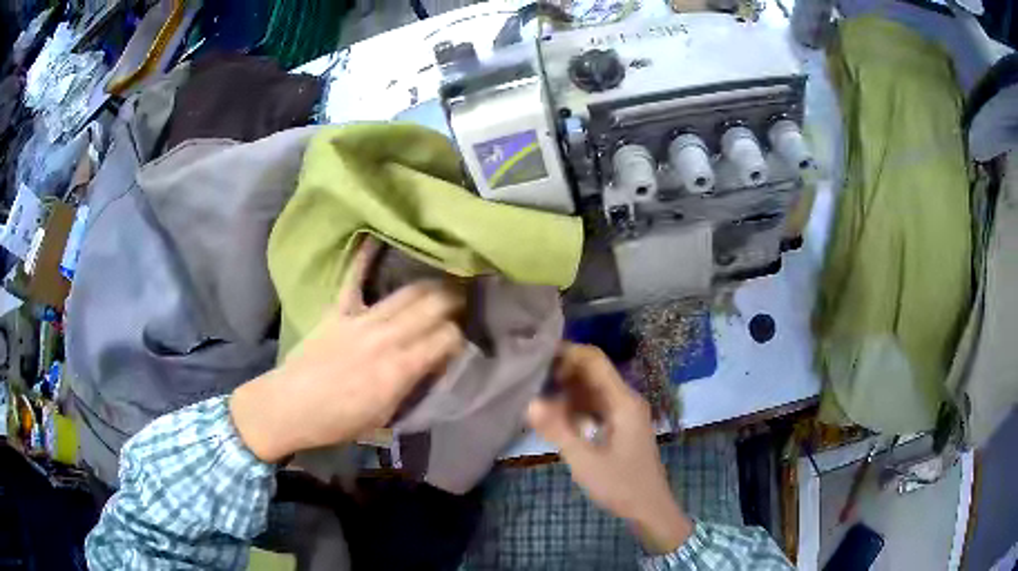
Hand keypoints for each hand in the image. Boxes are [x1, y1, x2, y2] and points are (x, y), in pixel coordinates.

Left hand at [230, 237, 464, 462]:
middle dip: (456, 300)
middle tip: (467, 298)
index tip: (467, 335)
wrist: (291, 406)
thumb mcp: (385, 414)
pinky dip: (365, 257)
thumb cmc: (339, 420)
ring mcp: (361, 320)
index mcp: (400, 369)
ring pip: (407, 293)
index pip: (446, 339)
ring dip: (432, 284)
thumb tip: (432, 363)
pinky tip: (377, 237)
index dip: (461, 334)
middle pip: (432, 308)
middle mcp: (387, 338)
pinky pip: (354, 279)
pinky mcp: (338, 311)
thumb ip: (411, 385)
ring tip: (446, 277)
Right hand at [527, 343, 692, 553]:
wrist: (649, 507)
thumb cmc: (620, 485)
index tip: (536, 359)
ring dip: (567, 389)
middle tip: (529, 380)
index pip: (594, 360)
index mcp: (622, 401)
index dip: (566, 353)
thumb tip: (529, 402)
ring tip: (535, 395)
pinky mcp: (621, 425)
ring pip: (592, 388)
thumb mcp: (585, 460)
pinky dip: (575, 406)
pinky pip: (596, 405)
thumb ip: (558, 430)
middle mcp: (626, 399)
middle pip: (592, 372)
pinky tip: (555, 417)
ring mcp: (625, 412)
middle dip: (562, 371)